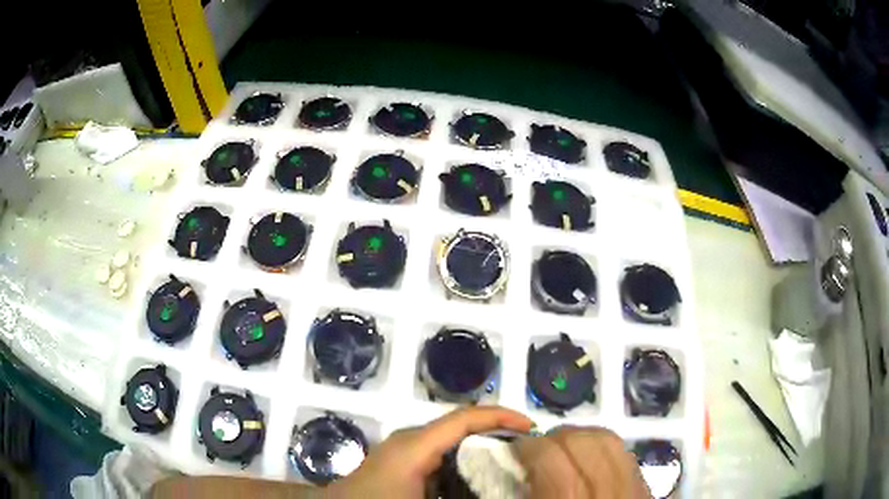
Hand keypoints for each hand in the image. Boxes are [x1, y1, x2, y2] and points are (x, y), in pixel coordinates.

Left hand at [324, 406, 533, 498]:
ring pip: (451, 442)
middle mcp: (410, 440)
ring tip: (509, 464)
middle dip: (495, 433)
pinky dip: (463, 461)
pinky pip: (440, 456)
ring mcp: (403, 451)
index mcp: (415, 446)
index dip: (501, 416)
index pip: (464, 418)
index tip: (531, 428)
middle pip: (461, 426)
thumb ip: (466, 493)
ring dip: (480, 449)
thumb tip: (495, 489)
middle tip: (527, 451)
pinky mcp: (401, 464)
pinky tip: (476, 480)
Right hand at [511, 426, 650, 497]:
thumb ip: (528, 490)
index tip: (516, 448)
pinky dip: (607, 447)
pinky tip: (594, 458)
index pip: (548, 455)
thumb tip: (517, 465)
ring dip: (583, 436)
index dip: (527, 445)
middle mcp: (605, 489)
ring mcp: (632, 486)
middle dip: (556, 436)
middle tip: (539, 448)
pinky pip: (627, 454)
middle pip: (583, 441)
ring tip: (565, 448)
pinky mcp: (645, 487)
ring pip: (610, 441)